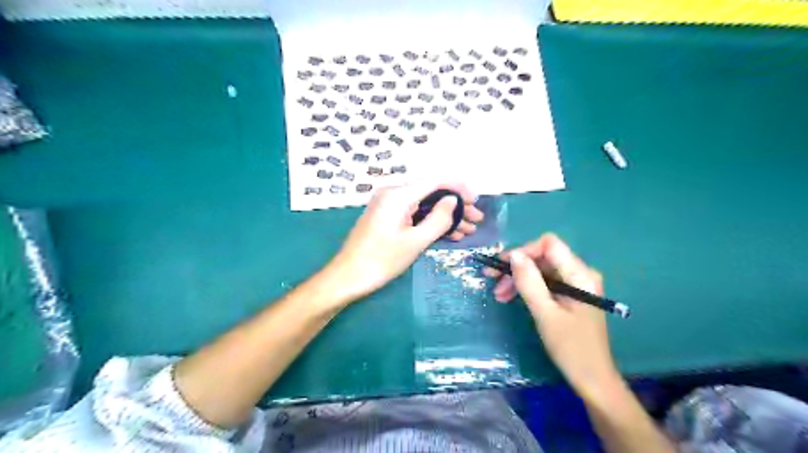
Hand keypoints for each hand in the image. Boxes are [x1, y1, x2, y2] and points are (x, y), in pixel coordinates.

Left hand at [323, 183, 485, 305]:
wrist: (347, 276)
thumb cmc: (381, 260)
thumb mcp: (415, 242)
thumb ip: (438, 219)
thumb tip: (453, 200)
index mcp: (398, 195)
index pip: (435, 180)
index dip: (458, 187)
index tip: (476, 201)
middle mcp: (393, 194)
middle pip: (431, 192)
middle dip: (455, 205)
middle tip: (476, 220)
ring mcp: (389, 206)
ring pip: (425, 205)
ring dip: (446, 216)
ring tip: (468, 230)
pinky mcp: (387, 217)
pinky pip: (414, 214)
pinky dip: (431, 222)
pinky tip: (449, 234)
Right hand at [486, 234, 620, 396]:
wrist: (593, 379)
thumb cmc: (571, 348)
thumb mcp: (545, 313)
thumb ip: (529, 282)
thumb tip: (513, 255)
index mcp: (580, 274)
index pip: (549, 245)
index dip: (524, 251)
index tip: (503, 267)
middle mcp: (580, 273)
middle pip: (543, 257)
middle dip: (517, 267)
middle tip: (492, 280)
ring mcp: (575, 285)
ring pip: (541, 270)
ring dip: (518, 279)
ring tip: (499, 295)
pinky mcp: (570, 296)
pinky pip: (545, 283)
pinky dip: (527, 288)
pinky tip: (511, 298)